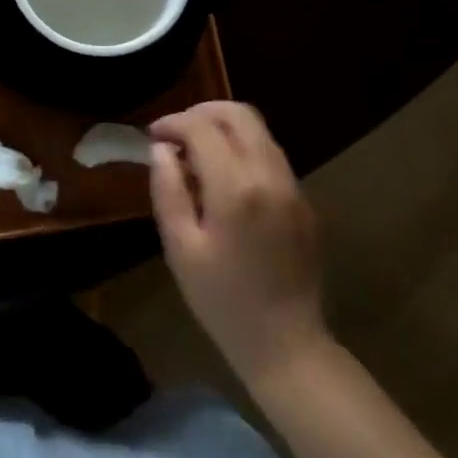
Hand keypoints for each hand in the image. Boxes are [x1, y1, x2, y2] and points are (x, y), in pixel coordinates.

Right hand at [148, 101, 330, 388]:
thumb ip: (168, 191)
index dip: (172, 123)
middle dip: (201, 113)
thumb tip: (161, 150)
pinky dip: (243, 150)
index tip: (152, 136)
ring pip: (259, 131)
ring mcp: (294, 187)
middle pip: (238, 114)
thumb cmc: (222, 300)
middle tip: (174, 134)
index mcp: (236, 187)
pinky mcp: (304, 201)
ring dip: (224, 130)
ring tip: (195, 156)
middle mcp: (270, 175)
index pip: (202, 127)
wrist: (287, 343)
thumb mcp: (180, 248)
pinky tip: (224, 180)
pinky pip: (272, 156)